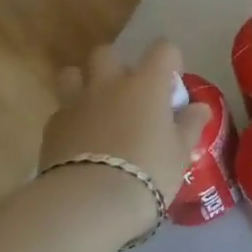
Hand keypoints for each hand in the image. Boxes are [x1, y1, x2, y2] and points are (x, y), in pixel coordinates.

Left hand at [36, 40, 211, 223]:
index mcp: (147, 83)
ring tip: (96, 109)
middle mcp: (110, 83)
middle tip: (129, 94)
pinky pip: (61, 111)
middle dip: (117, 66)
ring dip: (84, 84)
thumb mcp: (180, 152)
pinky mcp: (52, 128)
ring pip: (72, 74)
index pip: (163, 49)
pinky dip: (71, 119)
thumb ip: (190, 125)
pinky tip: (79, 143)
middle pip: (107, 53)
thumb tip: (199, 108)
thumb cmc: (147, 171)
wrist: (89, 202)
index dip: (170, 60)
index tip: (172, 84)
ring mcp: (76, 103)